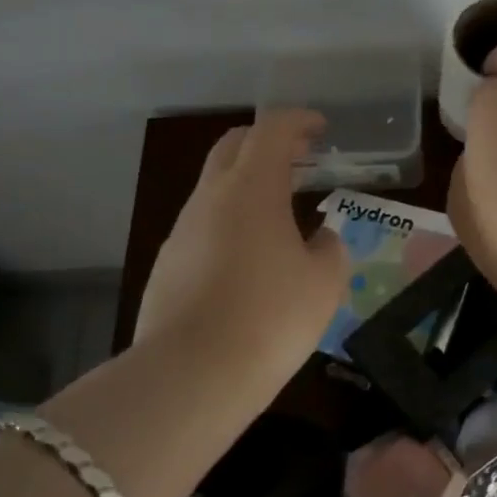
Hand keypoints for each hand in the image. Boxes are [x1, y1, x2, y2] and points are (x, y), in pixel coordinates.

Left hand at [135, 110, 350, 388]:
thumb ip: (330, 249)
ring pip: (214, 188)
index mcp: (252, 188)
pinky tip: (249, 260)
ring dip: (247, 185)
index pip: (272, 129)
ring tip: (280, 213)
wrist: (191, 376)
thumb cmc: (271, 316)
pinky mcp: (167, 265)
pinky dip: (229, 223)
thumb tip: (321, 240)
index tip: (320, 129)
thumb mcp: (325, 282)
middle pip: (233, 147)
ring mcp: (182, 231)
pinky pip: (202, 227)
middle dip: (267, 142)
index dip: (298, 121)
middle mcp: (210, 198)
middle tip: (300, 158)